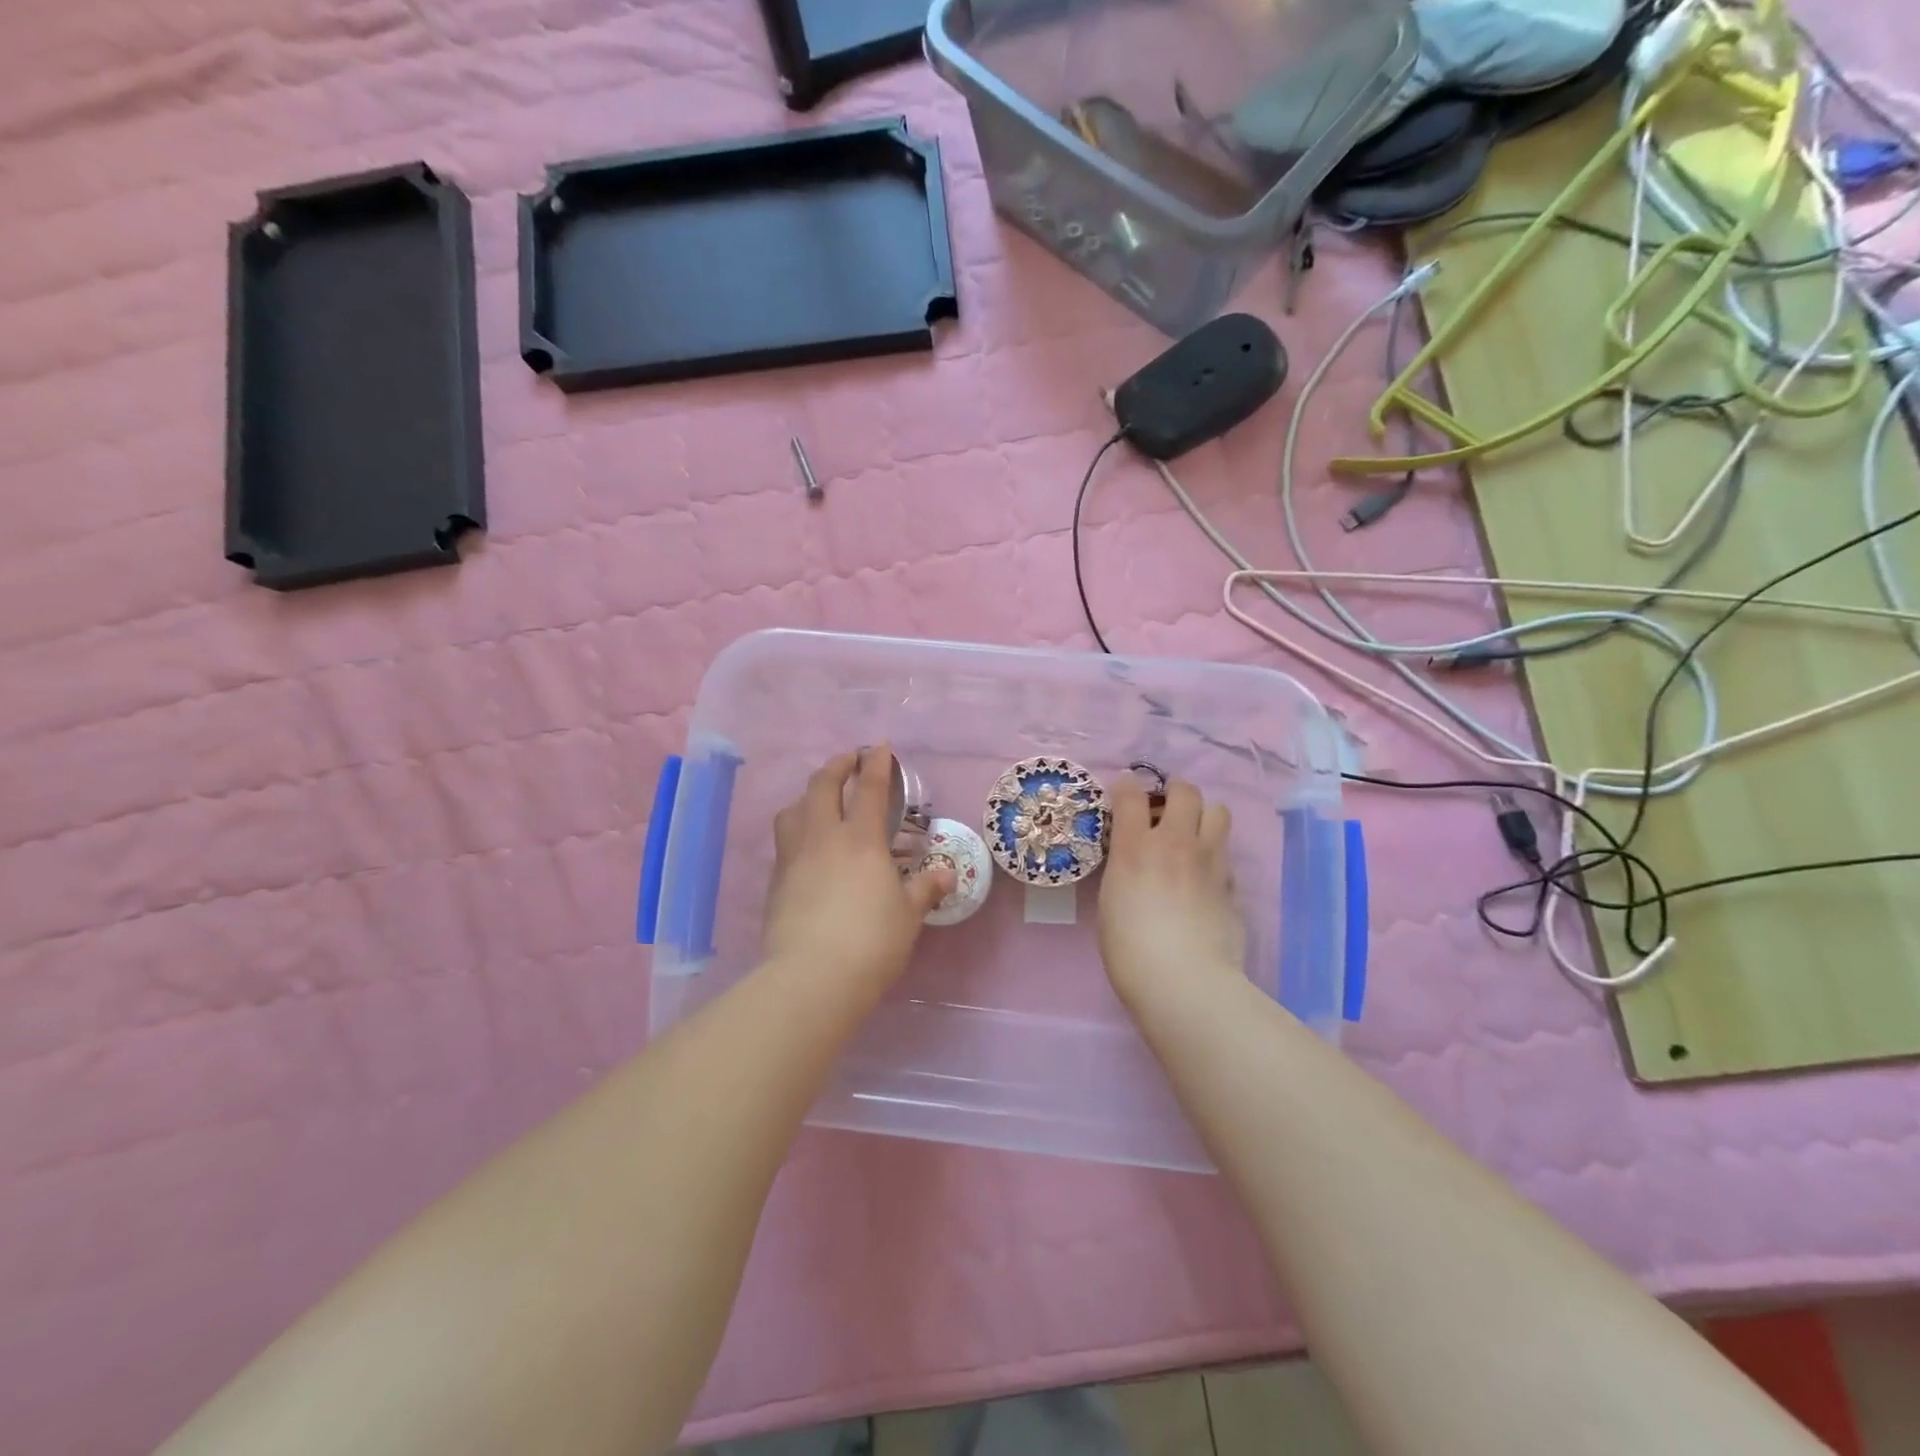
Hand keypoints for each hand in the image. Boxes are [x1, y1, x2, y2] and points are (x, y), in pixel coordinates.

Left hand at [763, 747, 955, 991]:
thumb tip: (944, 875)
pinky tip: (807, 848)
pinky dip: (796, 830)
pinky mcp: (776, 882)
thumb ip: (924, 890)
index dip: (877, 765)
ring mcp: (794, 858)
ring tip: (819, 801)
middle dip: (836, 766)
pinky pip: (784, 842)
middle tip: (848, 761)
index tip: (880, 747)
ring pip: (793, 810)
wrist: (812, 977)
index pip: (870, 790)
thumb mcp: (907, 916)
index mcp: (861, 840)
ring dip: (808, 796)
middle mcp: (823, 838)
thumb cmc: (871, 941)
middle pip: (822, 787)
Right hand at [1097, 776, 1245, 1009]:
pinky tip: (1205, 880)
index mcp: (1135, 846)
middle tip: (1164, 811)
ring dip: (1204, 817)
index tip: (1124, 796)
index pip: (1131, 793)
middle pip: (1185, 791)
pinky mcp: (1232, 884)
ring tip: (1192, 837)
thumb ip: (1125, 868)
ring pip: (1219, 812)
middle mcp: (1175, 842)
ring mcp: (1209, 861)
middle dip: (1173, 792)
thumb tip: (1136, 860)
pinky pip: (1226, 855)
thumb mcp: (1111, 899)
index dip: (1126, 788)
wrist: (1184, 981)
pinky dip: (1215, 859)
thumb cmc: (1130, 949)